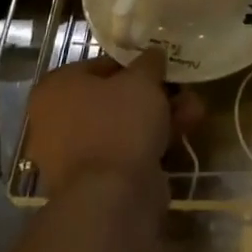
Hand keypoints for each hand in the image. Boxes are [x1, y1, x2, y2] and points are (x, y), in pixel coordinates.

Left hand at [25, 49, 202, 198]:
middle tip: (182, 89)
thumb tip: (153, 55)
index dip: (134, 63)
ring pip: (124, 125)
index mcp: (56, 88)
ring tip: (195, 110)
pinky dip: (153, 140)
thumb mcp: (141, 79)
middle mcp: (56, 120)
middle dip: (154, 93)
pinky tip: (185, 132)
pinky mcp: (95, 180)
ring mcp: (74, 153)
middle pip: (114, 97)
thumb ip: (149, 62)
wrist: (111, 197)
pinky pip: (126, 150)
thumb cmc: (118, 123)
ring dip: (160, 115)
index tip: (161, 66)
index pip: (100, 65)